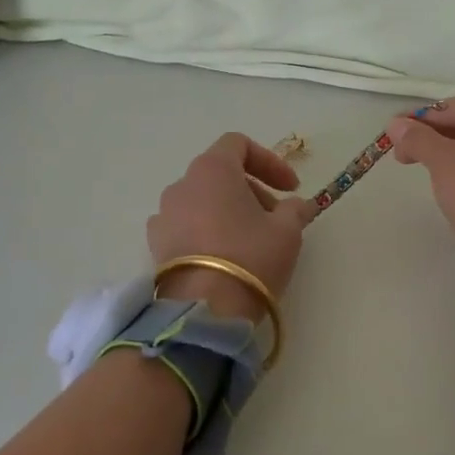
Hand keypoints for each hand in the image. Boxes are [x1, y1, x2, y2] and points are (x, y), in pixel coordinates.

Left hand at [148, 133, 317, 320]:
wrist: (204, 309)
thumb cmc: (250, 256)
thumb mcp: (288, 230)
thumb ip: (295, 210)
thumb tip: (298, 206)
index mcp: (212, 169)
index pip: (239, 144)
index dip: (269, 161)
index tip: (291, 188)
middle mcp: (182, 184)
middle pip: (220, 173)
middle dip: (252, 190)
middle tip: (276, 217)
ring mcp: (164, 215)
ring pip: (202, 200)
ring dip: (229, 211)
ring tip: (251, 239)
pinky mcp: (156, 245)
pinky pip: (186, 225)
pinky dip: (207, 230)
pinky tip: (224, 255)